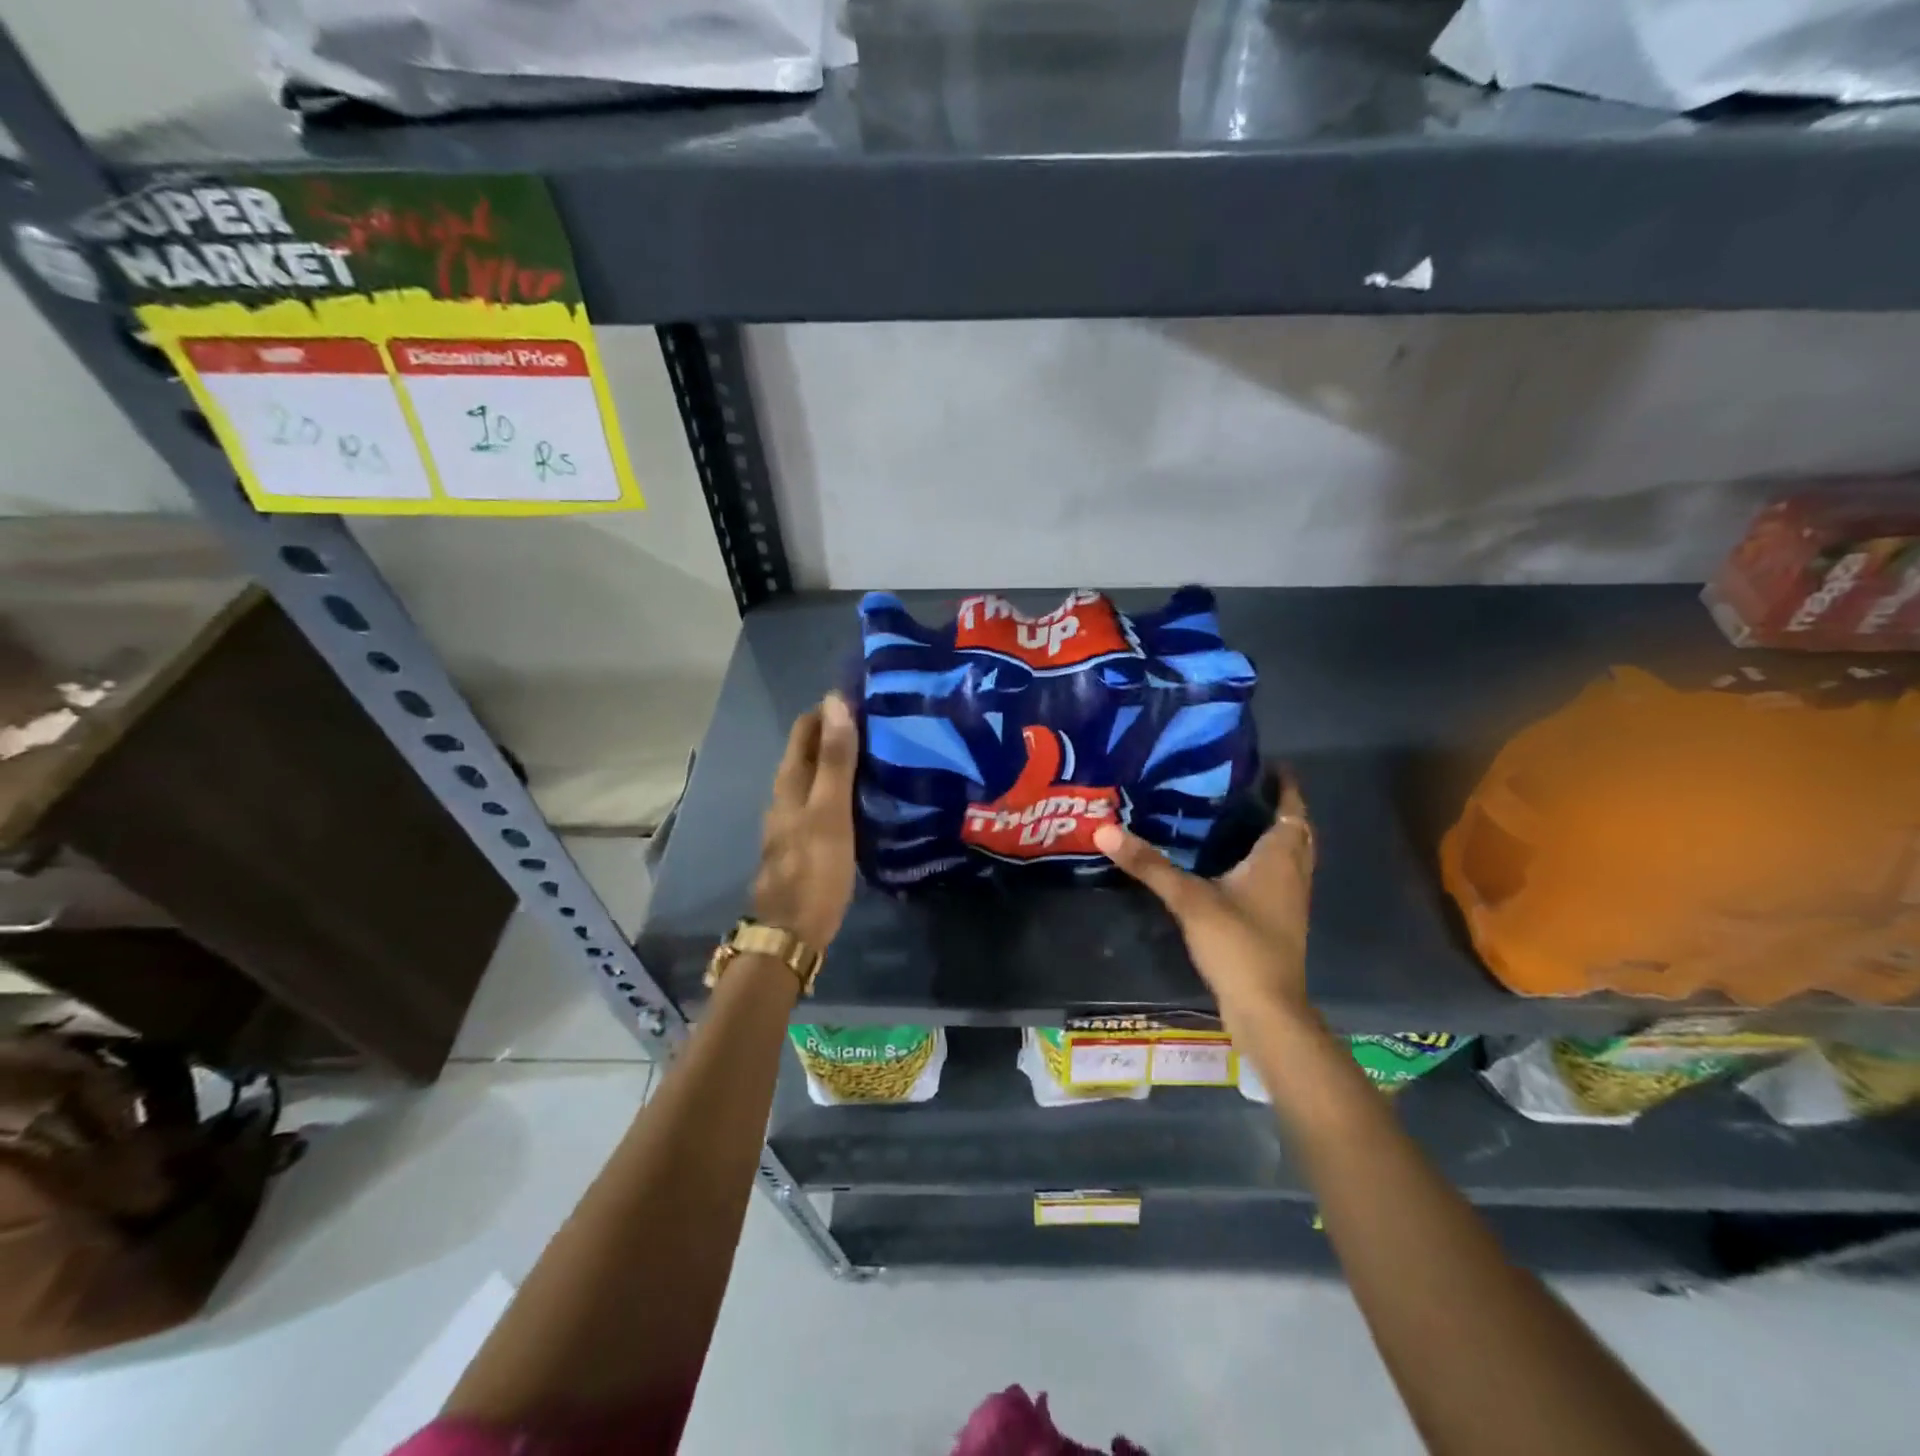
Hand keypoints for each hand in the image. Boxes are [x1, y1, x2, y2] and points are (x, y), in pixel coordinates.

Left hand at [752, 693, 858, 952]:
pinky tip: (870, 794)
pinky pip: (827, 800)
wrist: (794, 930)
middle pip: (812, 749)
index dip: (832, 708)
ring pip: (820, 775)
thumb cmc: (814, 867)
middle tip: (885, 723)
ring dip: (845, 759)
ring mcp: (796, 818)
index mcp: (790, 781)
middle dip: (841, 730)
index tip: (870, 698)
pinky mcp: (809, 839)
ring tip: (884, 752)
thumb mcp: (829, 810)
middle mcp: (788, 793)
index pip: (806, 726)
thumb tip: (836, 701)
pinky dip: (846, 787)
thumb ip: (835, 759)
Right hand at [1093, 772, 1315, 1024]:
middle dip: (1276, 807)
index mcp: (1280, 857)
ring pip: (1288, 854)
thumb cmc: (1238, 944)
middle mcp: (1293, 872)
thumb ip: (1149, 864)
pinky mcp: (1279, 920)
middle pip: (1295, 830)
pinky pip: (1278, 876)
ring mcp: (1290, 899)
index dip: (1285, 785)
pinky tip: (1230, 863)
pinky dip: (1263, 860)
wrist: (1266, 1008)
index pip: (1292, 809)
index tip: (1267, 763)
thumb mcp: (1189, 899)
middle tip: (1242, 786)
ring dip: (1271, 834)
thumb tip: (1105, 830)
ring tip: (1234, 816)